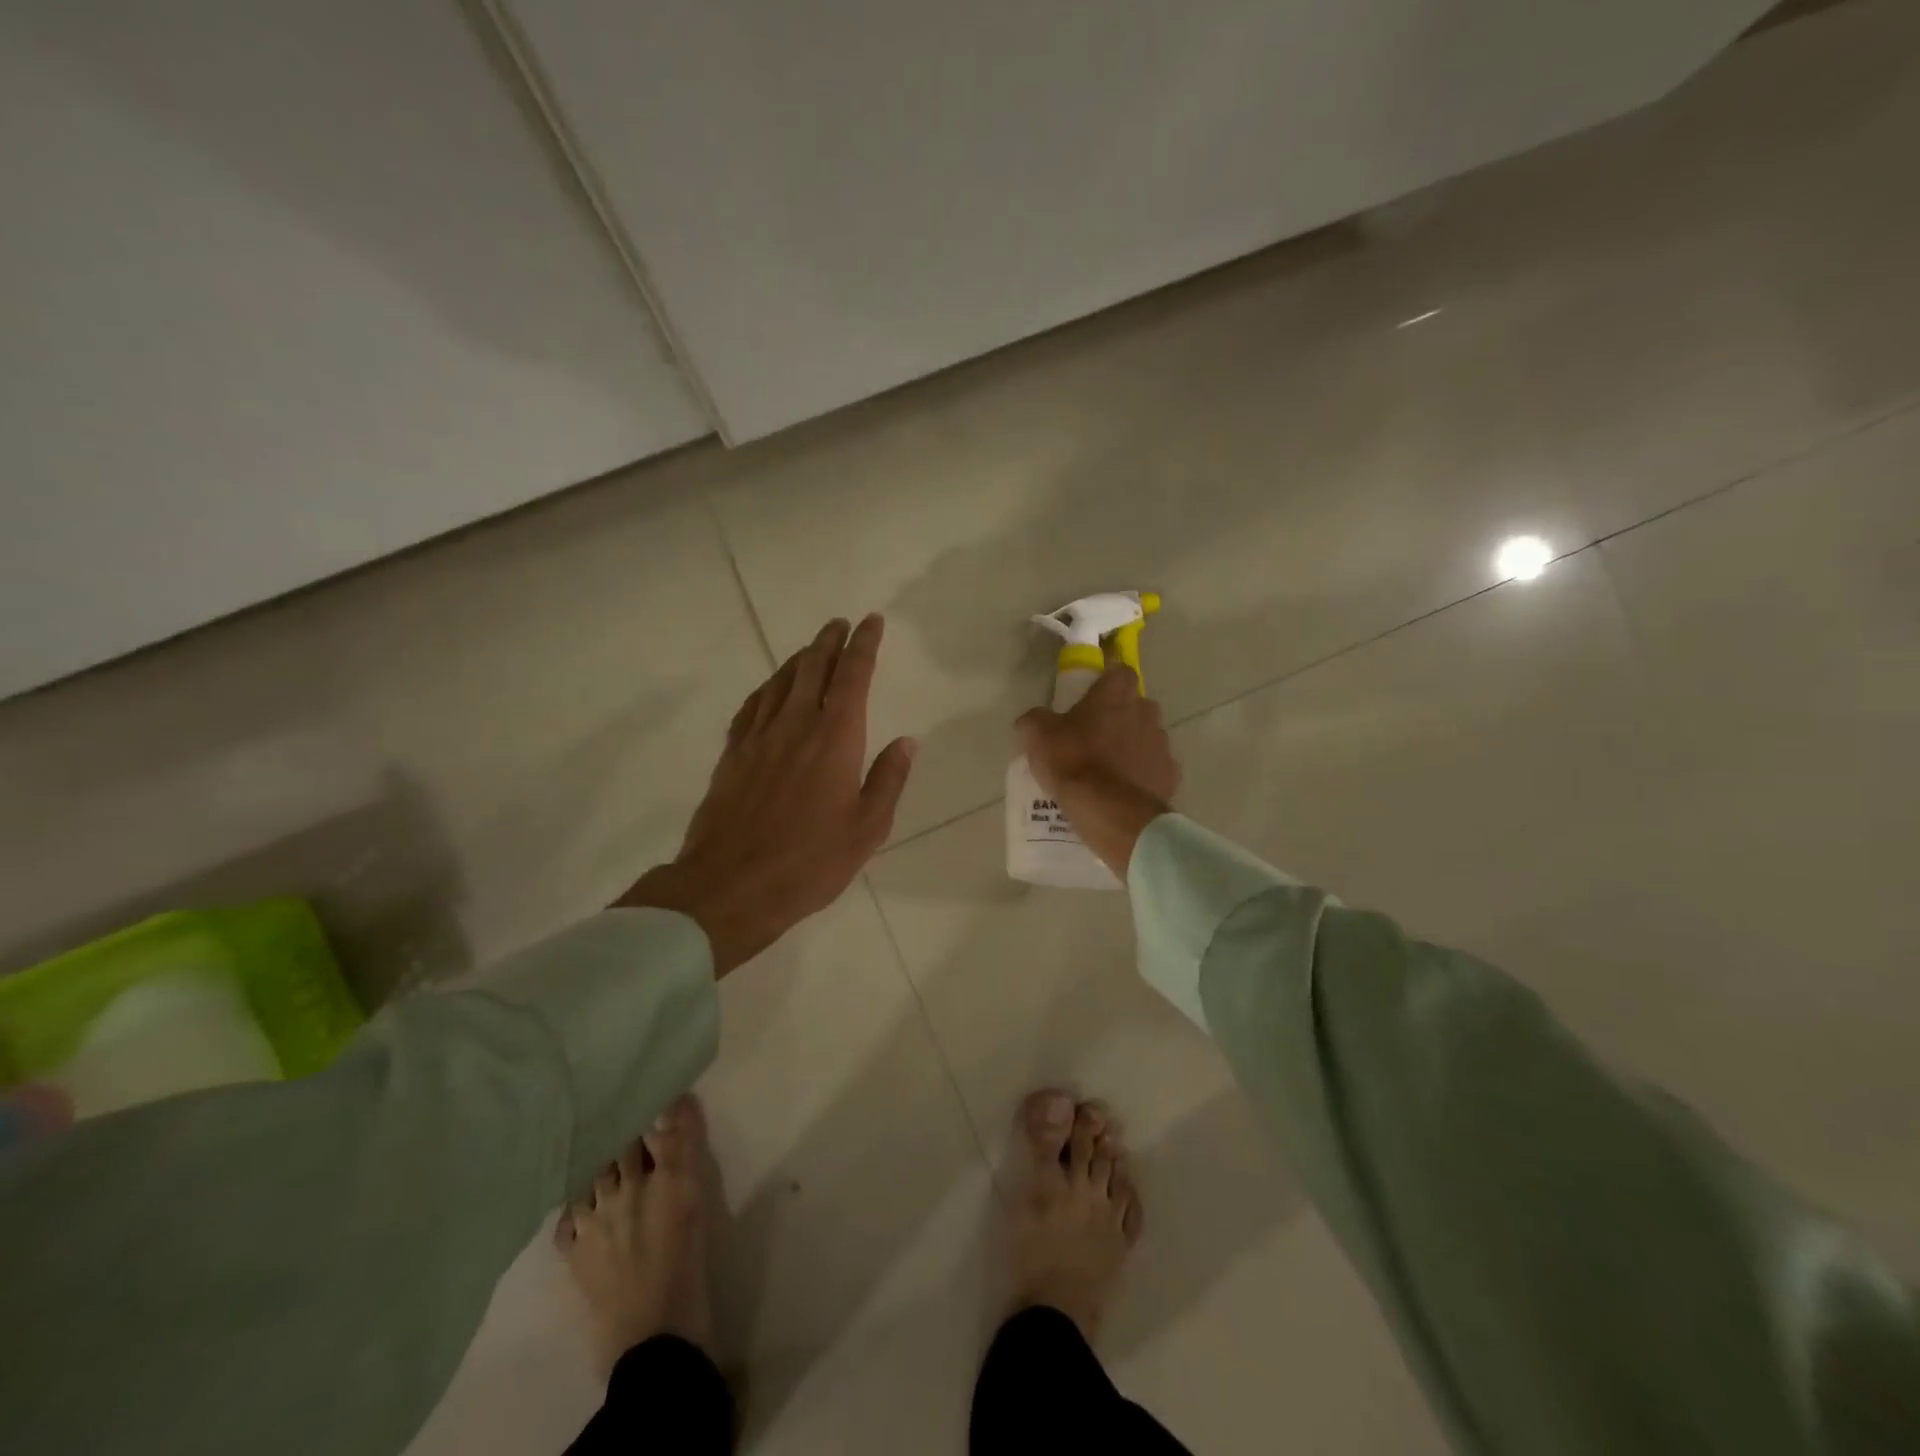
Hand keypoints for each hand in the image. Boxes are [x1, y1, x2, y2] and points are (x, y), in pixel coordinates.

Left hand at [618, 614, 914, 975]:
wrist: (731, 886)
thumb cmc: (810, 862)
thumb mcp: (867, 828)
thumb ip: (888, 779)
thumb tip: (907, 741)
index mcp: (836, 738)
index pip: (852, 676)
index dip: (864, 645)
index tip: (872, 622)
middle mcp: (796, 725)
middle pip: (813, 667)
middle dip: (829, 641)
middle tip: (840, 624)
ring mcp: (759, 737)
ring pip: (780, 681)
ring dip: (799, 658)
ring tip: (812, 648)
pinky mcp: (733, 755)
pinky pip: (752, 706)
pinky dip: (767, 688)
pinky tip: (771, 689)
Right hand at [1017, 665, 1179, 877]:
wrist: (1112, 813)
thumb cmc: (1074, 763)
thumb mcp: (1037, 736)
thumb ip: (1035, 719)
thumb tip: (1036, 720)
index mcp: (1117, 693)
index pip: (1119, 671)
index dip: (1105, 683)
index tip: (1089, 699)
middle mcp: (1147, 711)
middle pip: (1134, 706)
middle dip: (1118, 717)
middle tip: (1092, 738)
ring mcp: (1163, 745)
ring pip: (1146, 738)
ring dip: (1130, 747)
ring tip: (1106, 771)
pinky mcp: (1170, 776)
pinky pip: (1153, 769)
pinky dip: (1140, 776)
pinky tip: (1121, 793)